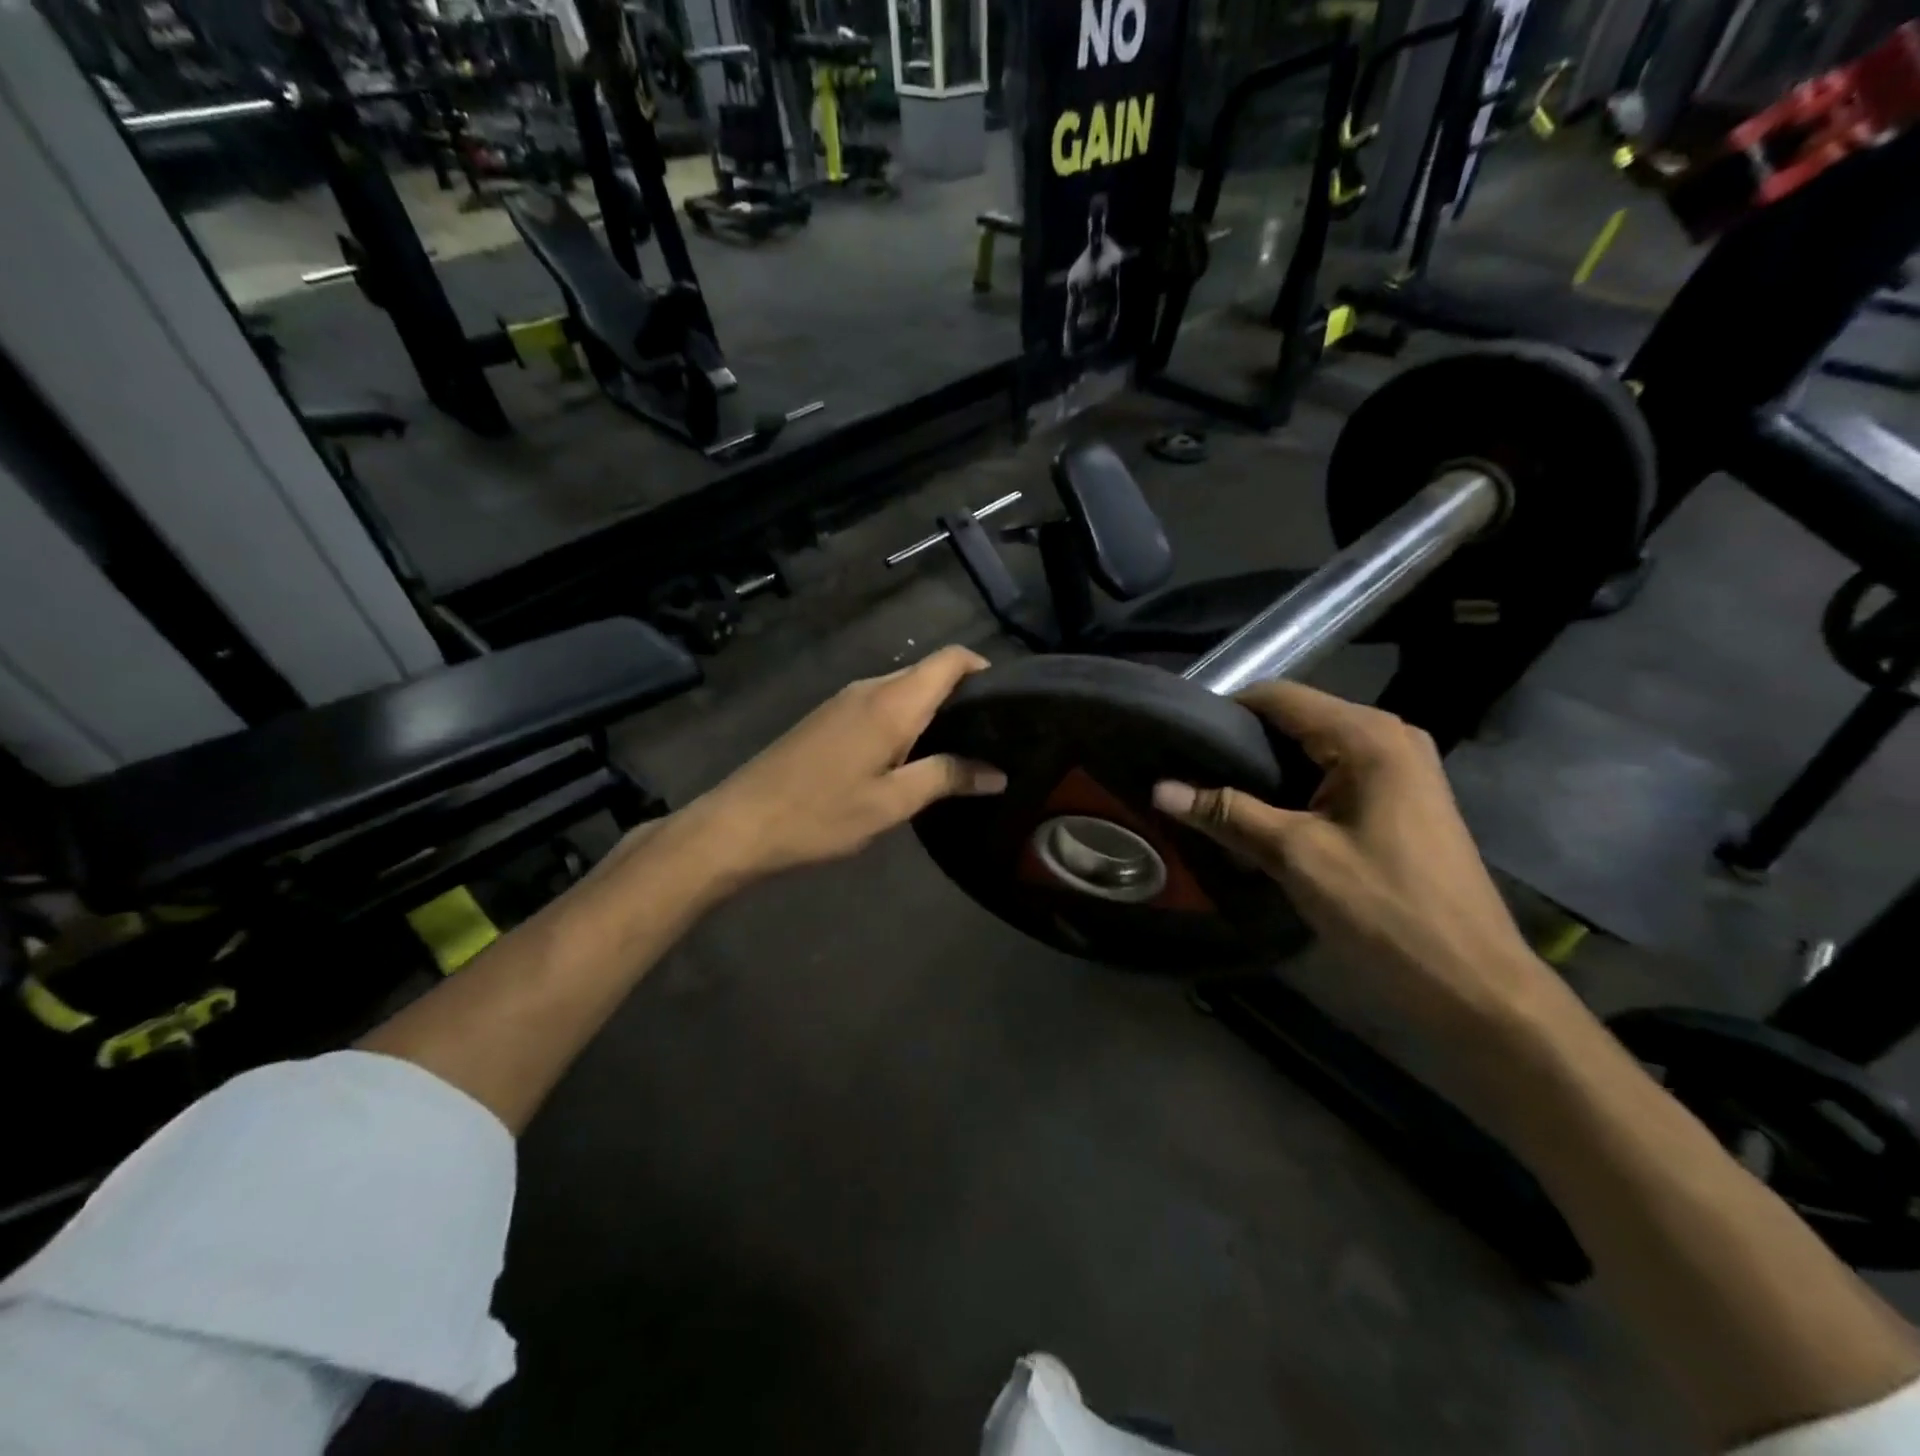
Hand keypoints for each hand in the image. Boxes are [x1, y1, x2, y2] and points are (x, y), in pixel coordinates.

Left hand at [677, 646, 1005, 885]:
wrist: (739, 823)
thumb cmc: (821, 814)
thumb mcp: (892, 803)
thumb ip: (947, 778)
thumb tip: (997, 773)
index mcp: (892, 702)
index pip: (950, 660)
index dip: (983, 668)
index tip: (1008, 701)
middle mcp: (869, 688)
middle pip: (927, 673)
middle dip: (962, 695)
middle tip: (991, 735)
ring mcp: (843, 700)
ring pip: (902, 690)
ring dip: (932, 710)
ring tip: (958, 749)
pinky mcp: (827, 717)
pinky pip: (879, 704)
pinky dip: (904, 719)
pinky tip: (909, 756)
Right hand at [1151, 682, 1551, 1033]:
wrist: (1474, 983)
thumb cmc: (1386, 910)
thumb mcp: (1297, 857)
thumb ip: (1227, 814)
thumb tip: (1159, 789)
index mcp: (1367, 736)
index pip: (1278, 697)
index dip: (1223, 712)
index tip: (1178, 739)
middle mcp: (1388, 736)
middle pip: (1295, 719)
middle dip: (1240, 743)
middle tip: (1186, 771)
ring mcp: (1400, 767)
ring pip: (1311, 749)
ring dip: (1264, 769)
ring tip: (1212, 793)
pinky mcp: (1400, 798)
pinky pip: (1332, 774)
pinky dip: (1293, 788)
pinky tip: (1260, 816)